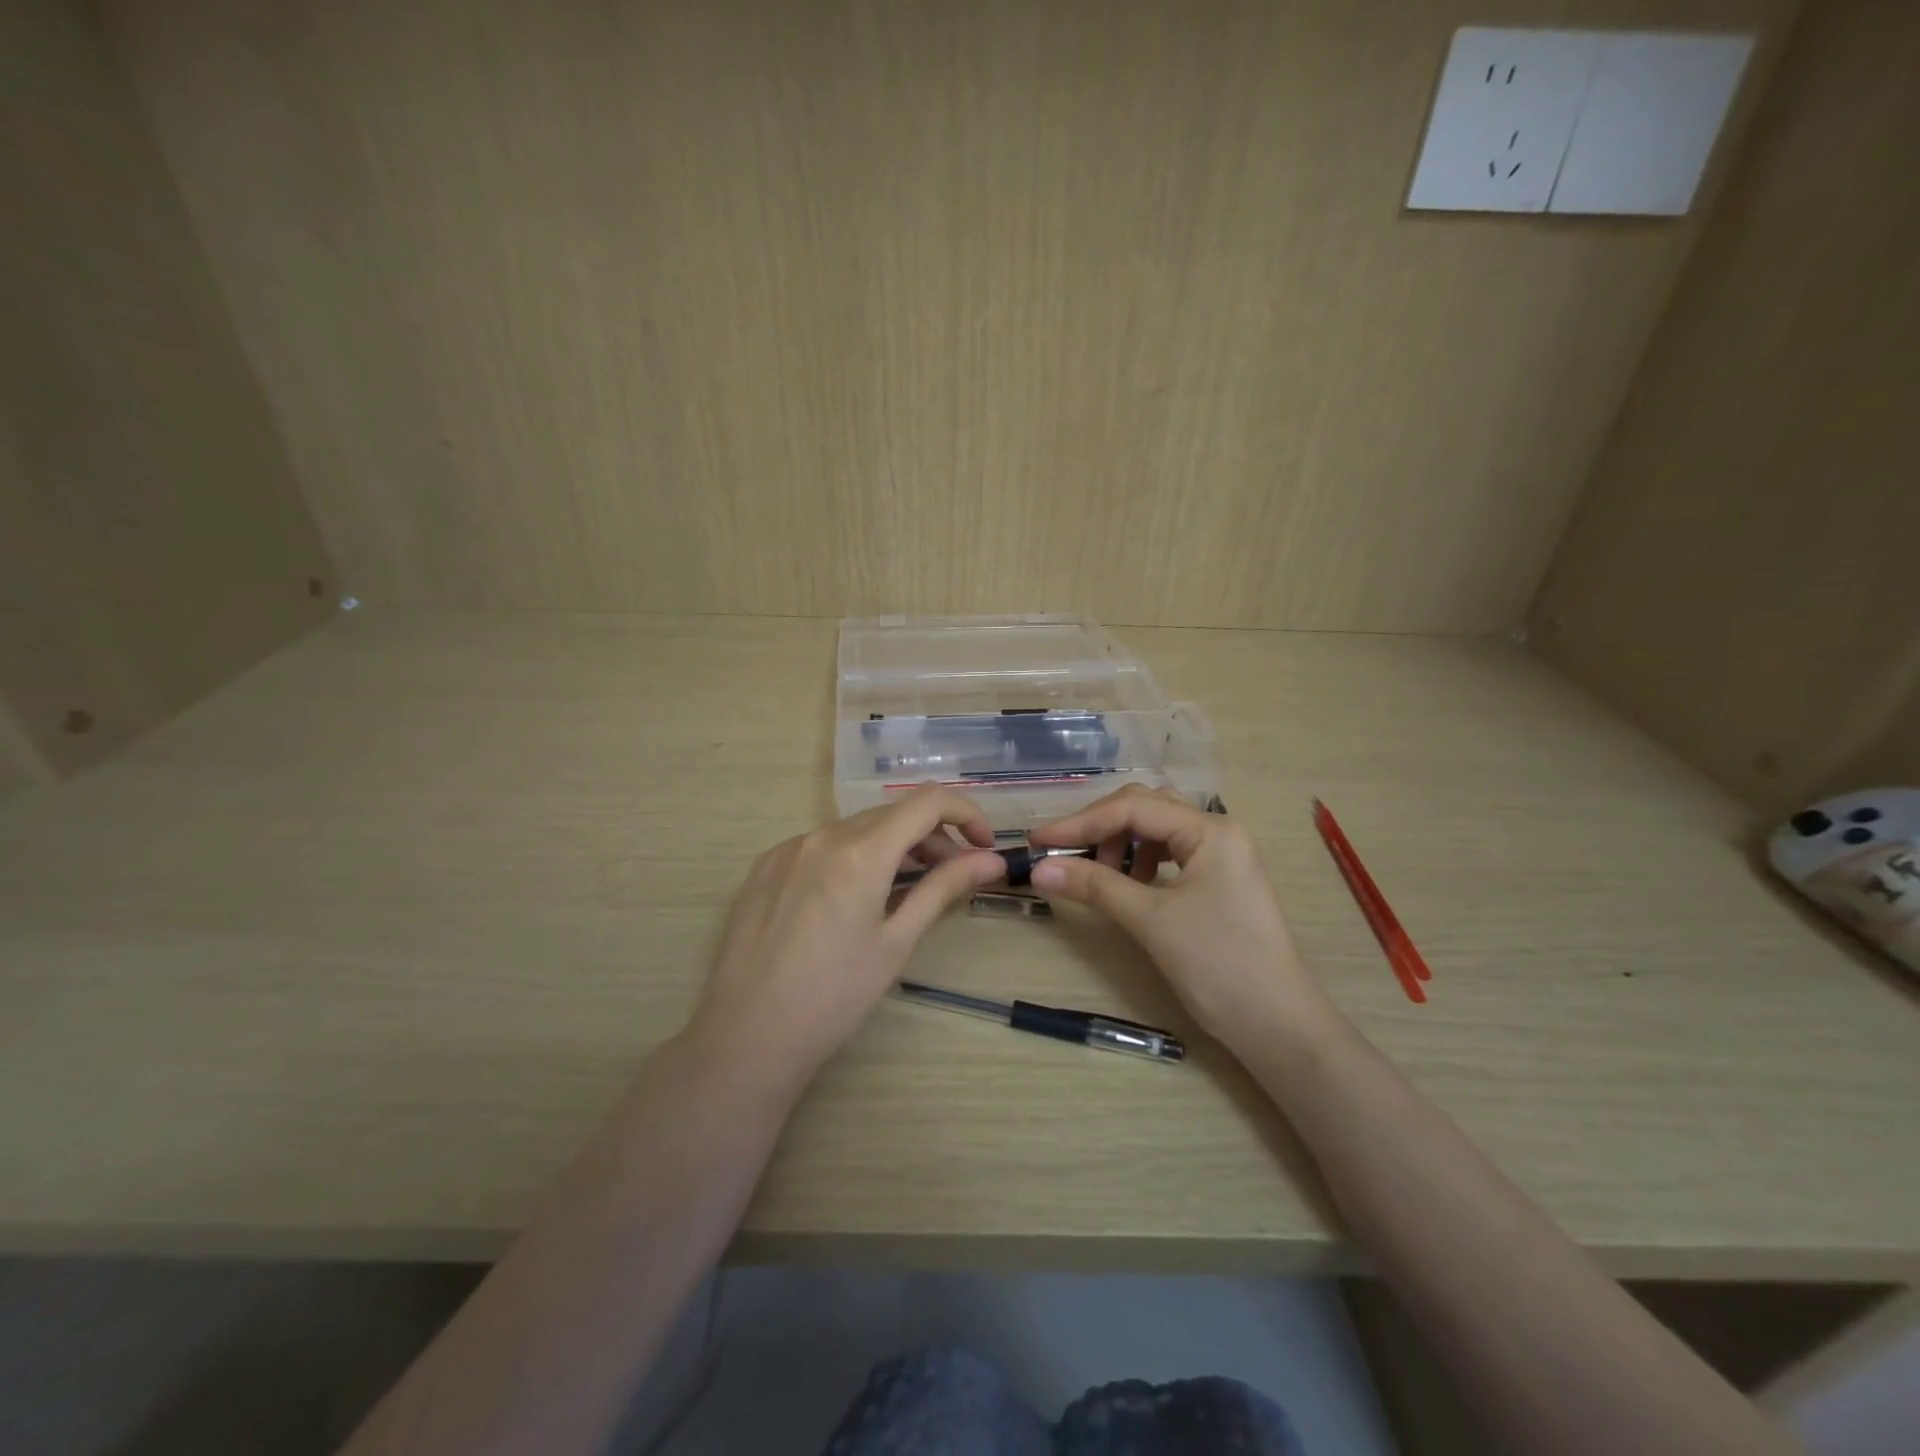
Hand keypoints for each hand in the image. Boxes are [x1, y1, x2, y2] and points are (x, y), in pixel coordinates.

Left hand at [687, 786, 1005, 1100]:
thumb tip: (992, 861)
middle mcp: (822, 835)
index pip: (928, 802)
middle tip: (950, 877)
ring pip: (856, 829)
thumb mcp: (896, 942)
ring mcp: (788, 848)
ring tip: (904, 889)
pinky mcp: (765, 865)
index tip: (983, 847)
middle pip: (892, 815)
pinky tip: (851, 900)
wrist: (747, 1035)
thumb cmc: (834, 996)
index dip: (966, 815)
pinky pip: (822, 845)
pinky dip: (852, 857)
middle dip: (932, 837)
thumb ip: (943, 889)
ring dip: (892, 847)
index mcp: (860, 851)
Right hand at [1027, 786, 1326, 1048]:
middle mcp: (1218, 830)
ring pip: (1157, 829)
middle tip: (1064, 855)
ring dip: (1120, 843)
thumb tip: (1039, 868)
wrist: (1278, 1025)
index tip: (1038, 840)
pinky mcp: (1219, 879)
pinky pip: (1170, 852)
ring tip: (1101, 875)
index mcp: (1210, 830)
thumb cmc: (1218, 965)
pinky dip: (1140, 861)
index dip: (1080, 822)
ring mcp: (1222, 854)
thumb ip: (1094, 886)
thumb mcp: (1151, 921)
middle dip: (1100, 828)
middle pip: (1145, 808)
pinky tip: (1130, 885)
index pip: (1132, 808)